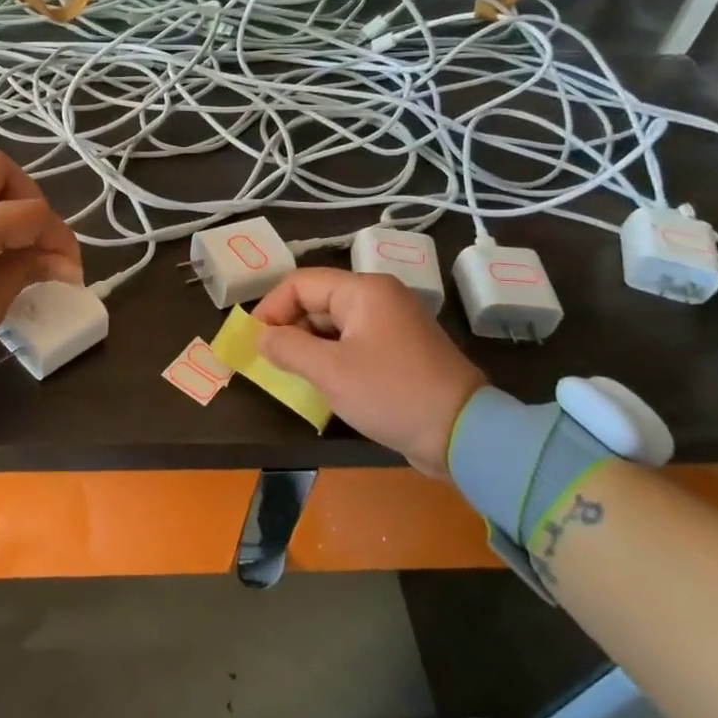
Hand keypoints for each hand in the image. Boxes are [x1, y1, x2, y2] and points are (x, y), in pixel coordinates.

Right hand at [253, 269, 485, 478]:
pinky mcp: (399, 350)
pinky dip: (330, 357)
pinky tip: (320, 383)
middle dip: (288, 328)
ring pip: (333, 324)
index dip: (271, 309)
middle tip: (268, 361)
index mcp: (363, 291)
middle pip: (316, 301)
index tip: (253, 342)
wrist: (464, 433)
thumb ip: (287, 348)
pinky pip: (352, 343)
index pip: (300, 283)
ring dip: (307, 346)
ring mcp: (392, 324)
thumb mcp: (329, 371)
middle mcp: (378, 298)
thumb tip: (260, 337)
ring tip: (289, 374)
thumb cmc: (391, 393)